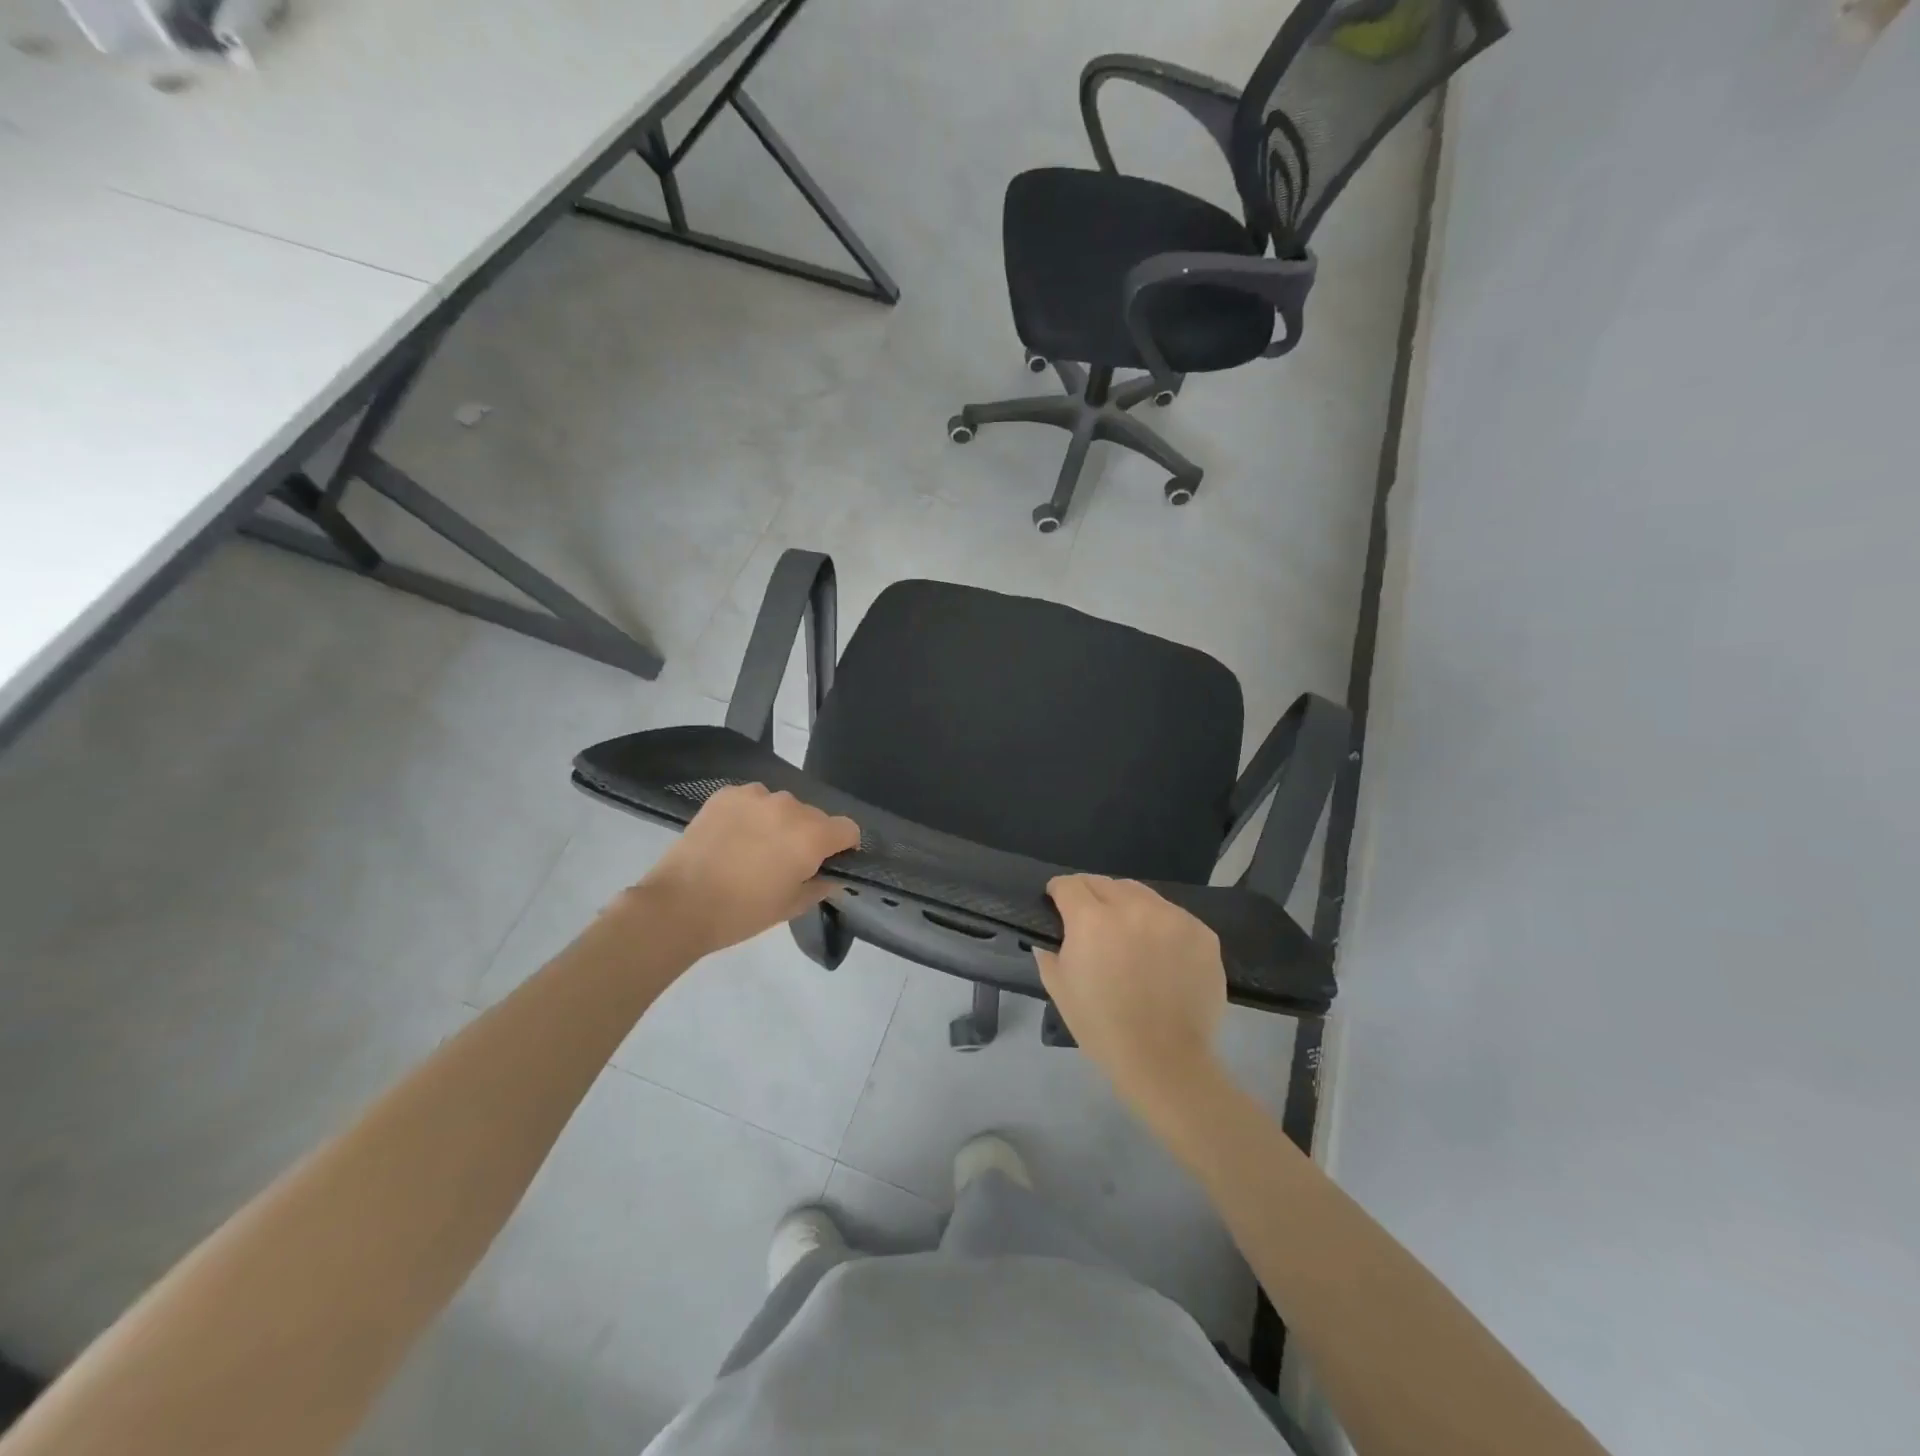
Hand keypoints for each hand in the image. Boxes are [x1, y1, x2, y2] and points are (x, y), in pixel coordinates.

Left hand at [636, 784, 860, 957]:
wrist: (678, 905)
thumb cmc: (742, 913)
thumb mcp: (791, 906)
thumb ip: (821, 884)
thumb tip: (831, 874)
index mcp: (811, 836)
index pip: (848, 829)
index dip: (843, 847)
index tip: (827, 864)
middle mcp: (789, 807)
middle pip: (815, 816)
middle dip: (808, 836)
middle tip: (785, 863)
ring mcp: (756, 796)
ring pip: (783, 806)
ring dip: (779, 823)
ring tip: (754, 849)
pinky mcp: (726, 794)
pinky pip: (753, 799)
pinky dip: (751, 814)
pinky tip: (732, 837)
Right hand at [1035, 876, 1227, 1121]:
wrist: (1165, 1061)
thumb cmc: (1103, 1027)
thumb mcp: (1059, 988)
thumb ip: (1048, 950)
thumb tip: (1048, 932)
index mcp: (1092, 919)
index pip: (1070, 884)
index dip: (1059, 892)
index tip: (1058, 905)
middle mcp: (1133, 907)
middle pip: (1105, 883)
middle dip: (1092, 897)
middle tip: (1092, 923)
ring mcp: (1173, 917)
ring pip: (1142, 895)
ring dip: (1128, 907)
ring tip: (1129, 936)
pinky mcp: (1202, 932)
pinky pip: (1173, 916)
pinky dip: (1160, 926)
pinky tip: (1160, 953)